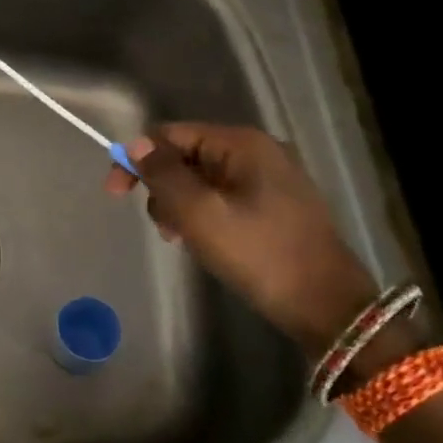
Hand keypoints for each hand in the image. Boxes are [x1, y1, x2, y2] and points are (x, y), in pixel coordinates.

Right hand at [106, 123, 377, 352]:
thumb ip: (163, 174)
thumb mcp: (199, 213)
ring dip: (180, 206)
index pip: (170, 134)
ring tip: (184, 239)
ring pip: (200, 179)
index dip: (137, 159)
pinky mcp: (274, 205)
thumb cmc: (259, 254)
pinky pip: (221, 197)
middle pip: (184, 155)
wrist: (328, 307)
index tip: (115, 194)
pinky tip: (205, 242)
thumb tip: (136, 143)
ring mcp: (269, 178)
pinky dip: (202, 215)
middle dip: (162, 188)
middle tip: (165, 228)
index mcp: (241, 144)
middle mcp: (257, 151)